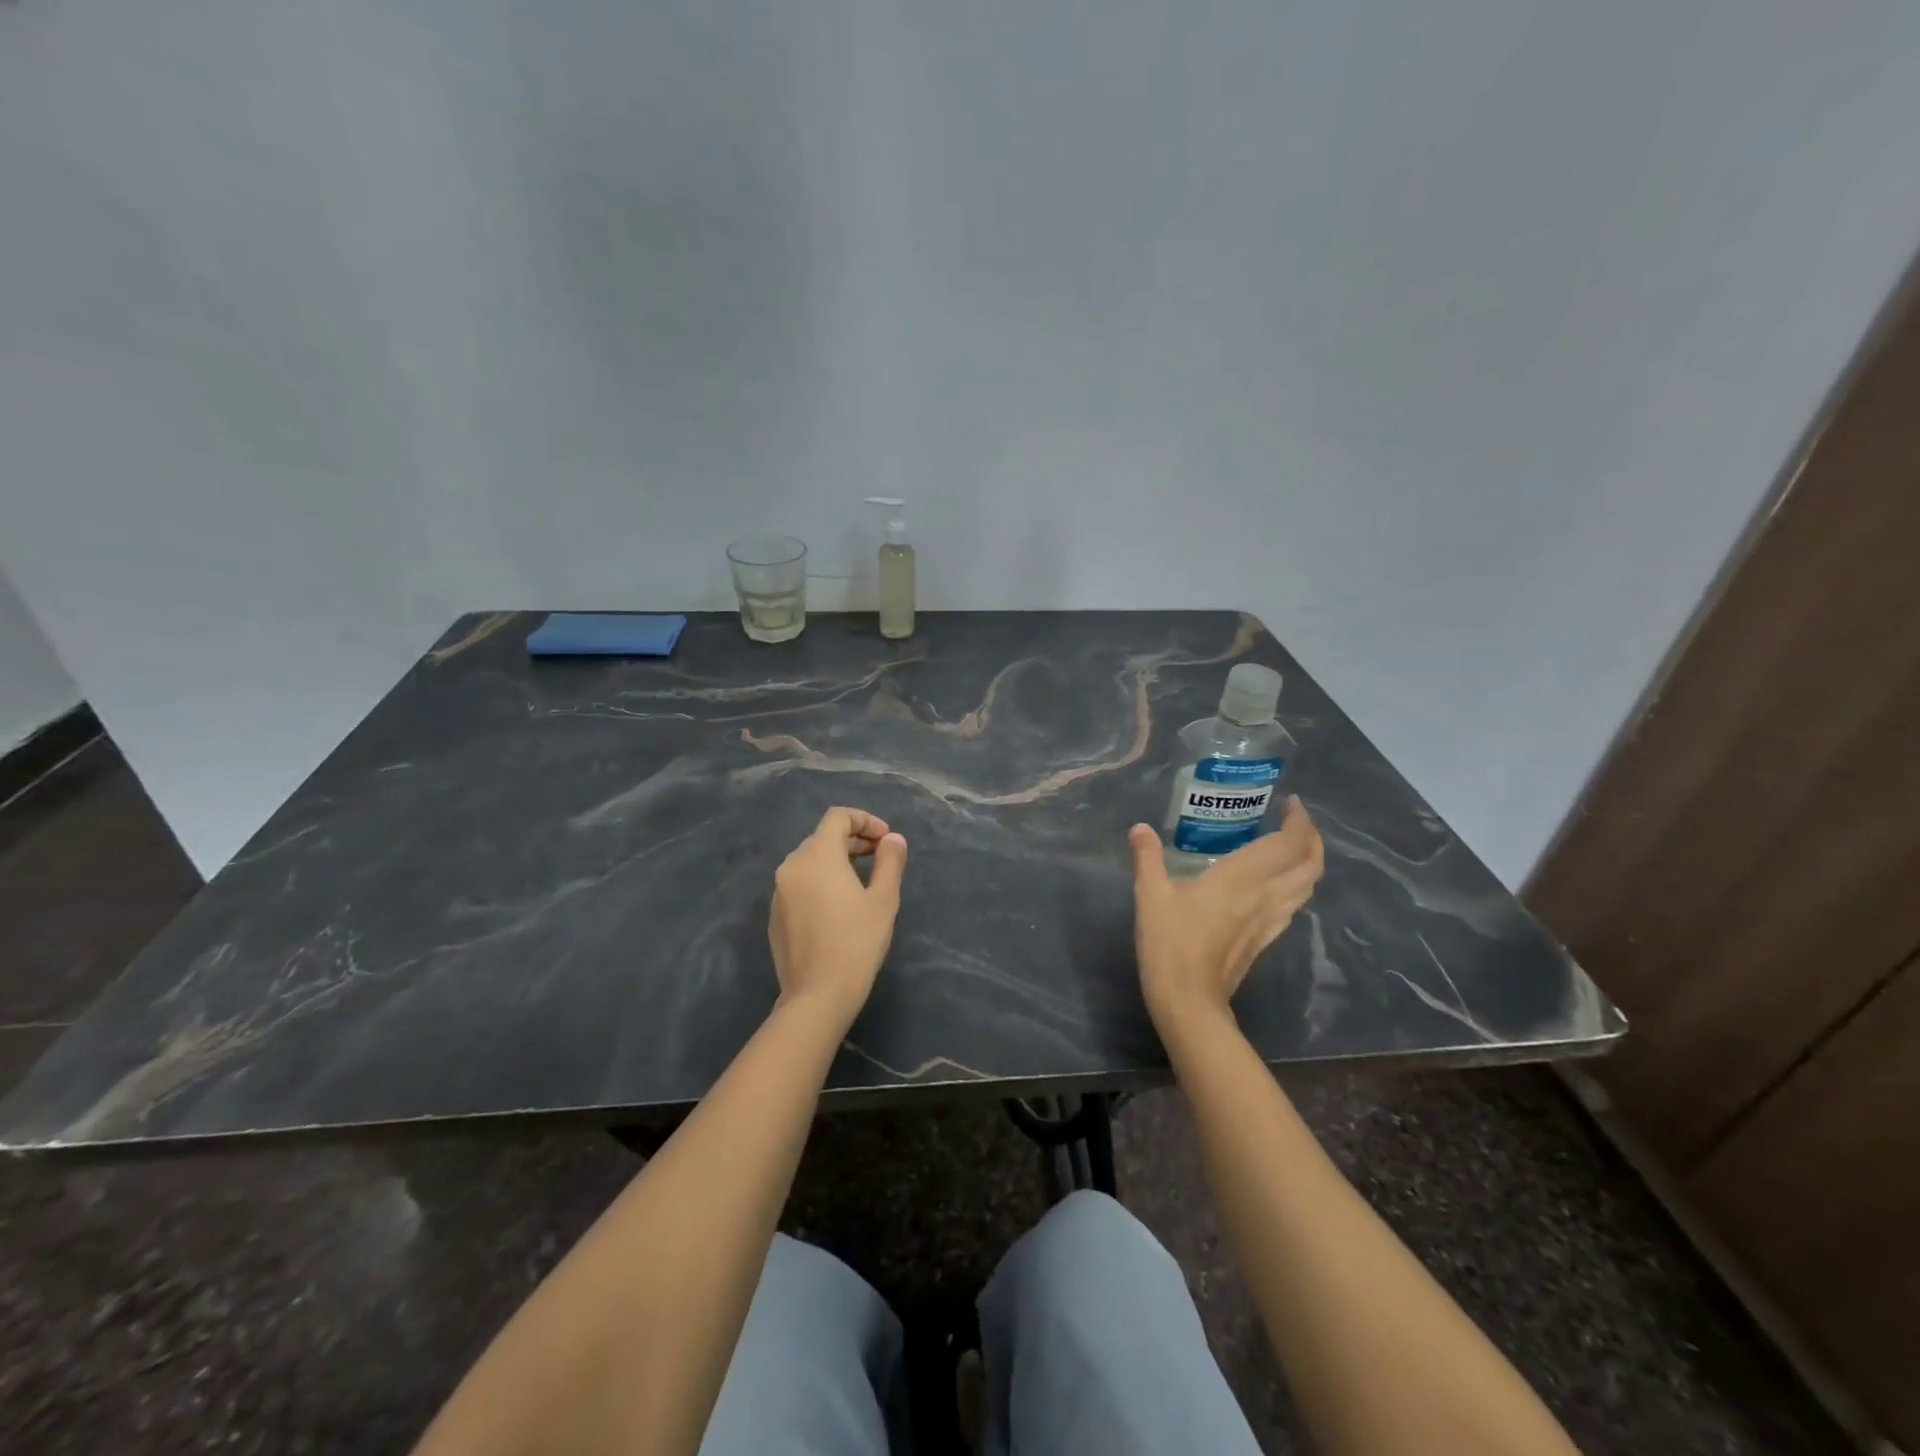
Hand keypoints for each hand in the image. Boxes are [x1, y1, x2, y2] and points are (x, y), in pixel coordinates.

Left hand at [770, 807, 908, 1021]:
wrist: (818, 995)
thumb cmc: (857, 942)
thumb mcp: (884, 899)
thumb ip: (890, 861)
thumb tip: (893, 839)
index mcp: (817, 856)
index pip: (838, 817)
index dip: (865, 820)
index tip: (886, 840)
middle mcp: (791, 866)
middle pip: (823, 837)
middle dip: (853, 840)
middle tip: (880, 857)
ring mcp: (778, 891)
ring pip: (809, 860)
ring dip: (837, 860)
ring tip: (862, 880)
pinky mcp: (775, 915)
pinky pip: (799, 883)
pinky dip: (820, 881)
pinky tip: (838, 906)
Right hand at [1128, 796, 1324, 1025]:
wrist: (1188, 1000)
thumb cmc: (1170, 943)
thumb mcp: (1150, 895)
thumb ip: (1147, 858)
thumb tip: (1140, 828)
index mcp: (1242, 879)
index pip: (1288, 845)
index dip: (1299, 821)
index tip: (1290, 803)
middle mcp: (1265, 896)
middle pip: (1309, 865)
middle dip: (1312, 839)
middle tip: (1296, 820)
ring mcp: (1269, 921)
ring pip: (1307, 887)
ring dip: (1309, 863)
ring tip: (1292, 847)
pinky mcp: (1264, 940)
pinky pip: (1293, 906)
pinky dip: (1295, 886)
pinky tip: (1277, 885)